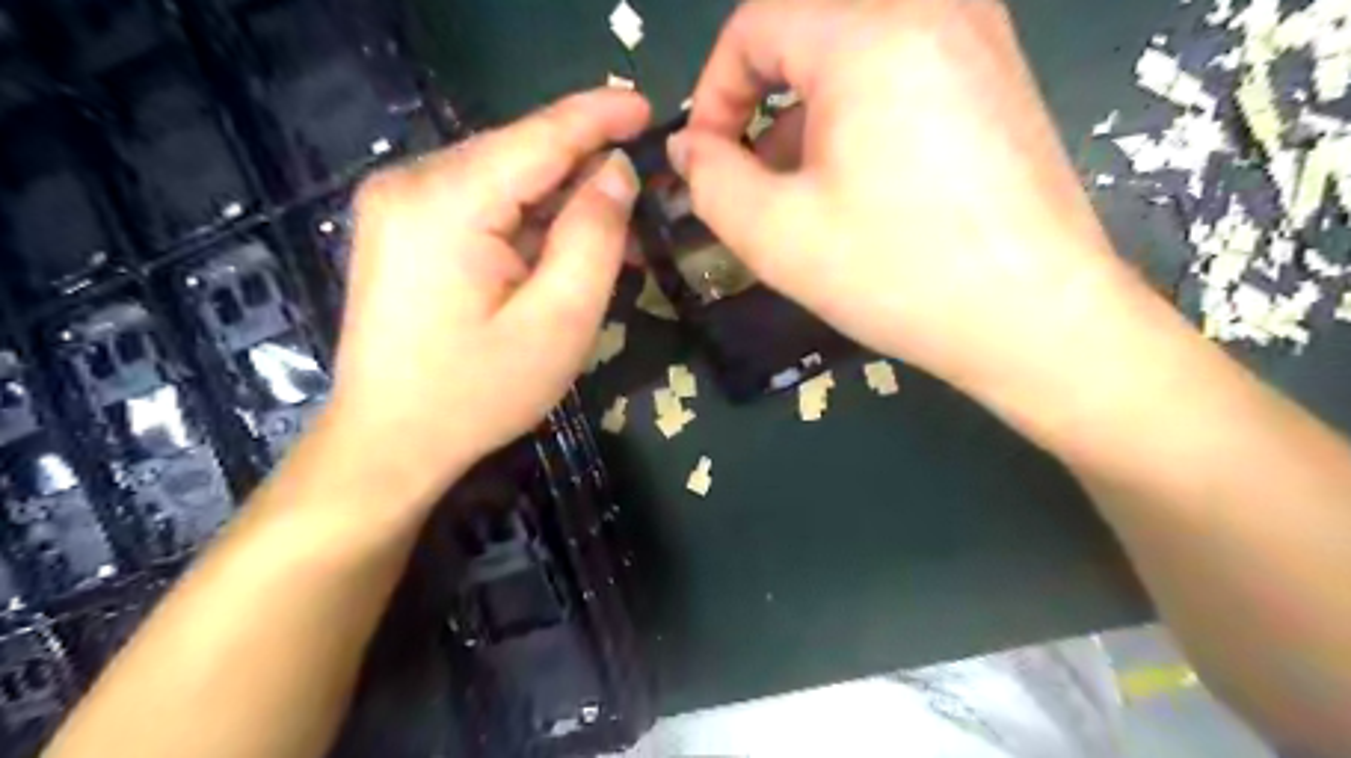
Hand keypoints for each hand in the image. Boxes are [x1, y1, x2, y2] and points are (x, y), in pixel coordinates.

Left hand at [321, 87, 649, 503]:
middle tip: (640, 208)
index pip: (539, 136)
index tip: (647, 107)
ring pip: (503, 180)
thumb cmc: (478, 393)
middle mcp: (411, 184)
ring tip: (610, 242)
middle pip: (519, 155)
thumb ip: (594, 237)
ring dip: (558, 204)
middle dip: (583, 173)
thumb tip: (615, 173)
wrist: (388, 442)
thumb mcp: (559, 321)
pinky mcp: (401, 230)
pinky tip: (557, 252)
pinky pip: (480, 205)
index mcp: (447, 201)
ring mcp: (398, 205)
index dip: (598, 117)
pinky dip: (526, 222)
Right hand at [669, 1, 1143, 398]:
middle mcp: (931, 7)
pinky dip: (860, 107)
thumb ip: (710, 181)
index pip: (755, 25)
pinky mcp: (999, 72)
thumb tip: (691, 147)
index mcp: (869, 33)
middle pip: (806, 29)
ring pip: (855, 46)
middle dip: (761, 100)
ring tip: (804, 186)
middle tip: (753, 173)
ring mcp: (977, 33)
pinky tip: (863, 176)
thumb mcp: (775, 236)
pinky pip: (903, 62)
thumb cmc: (897, 273)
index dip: (714, 92)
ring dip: (809, 107)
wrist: (1035, 317)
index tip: (708, 160)